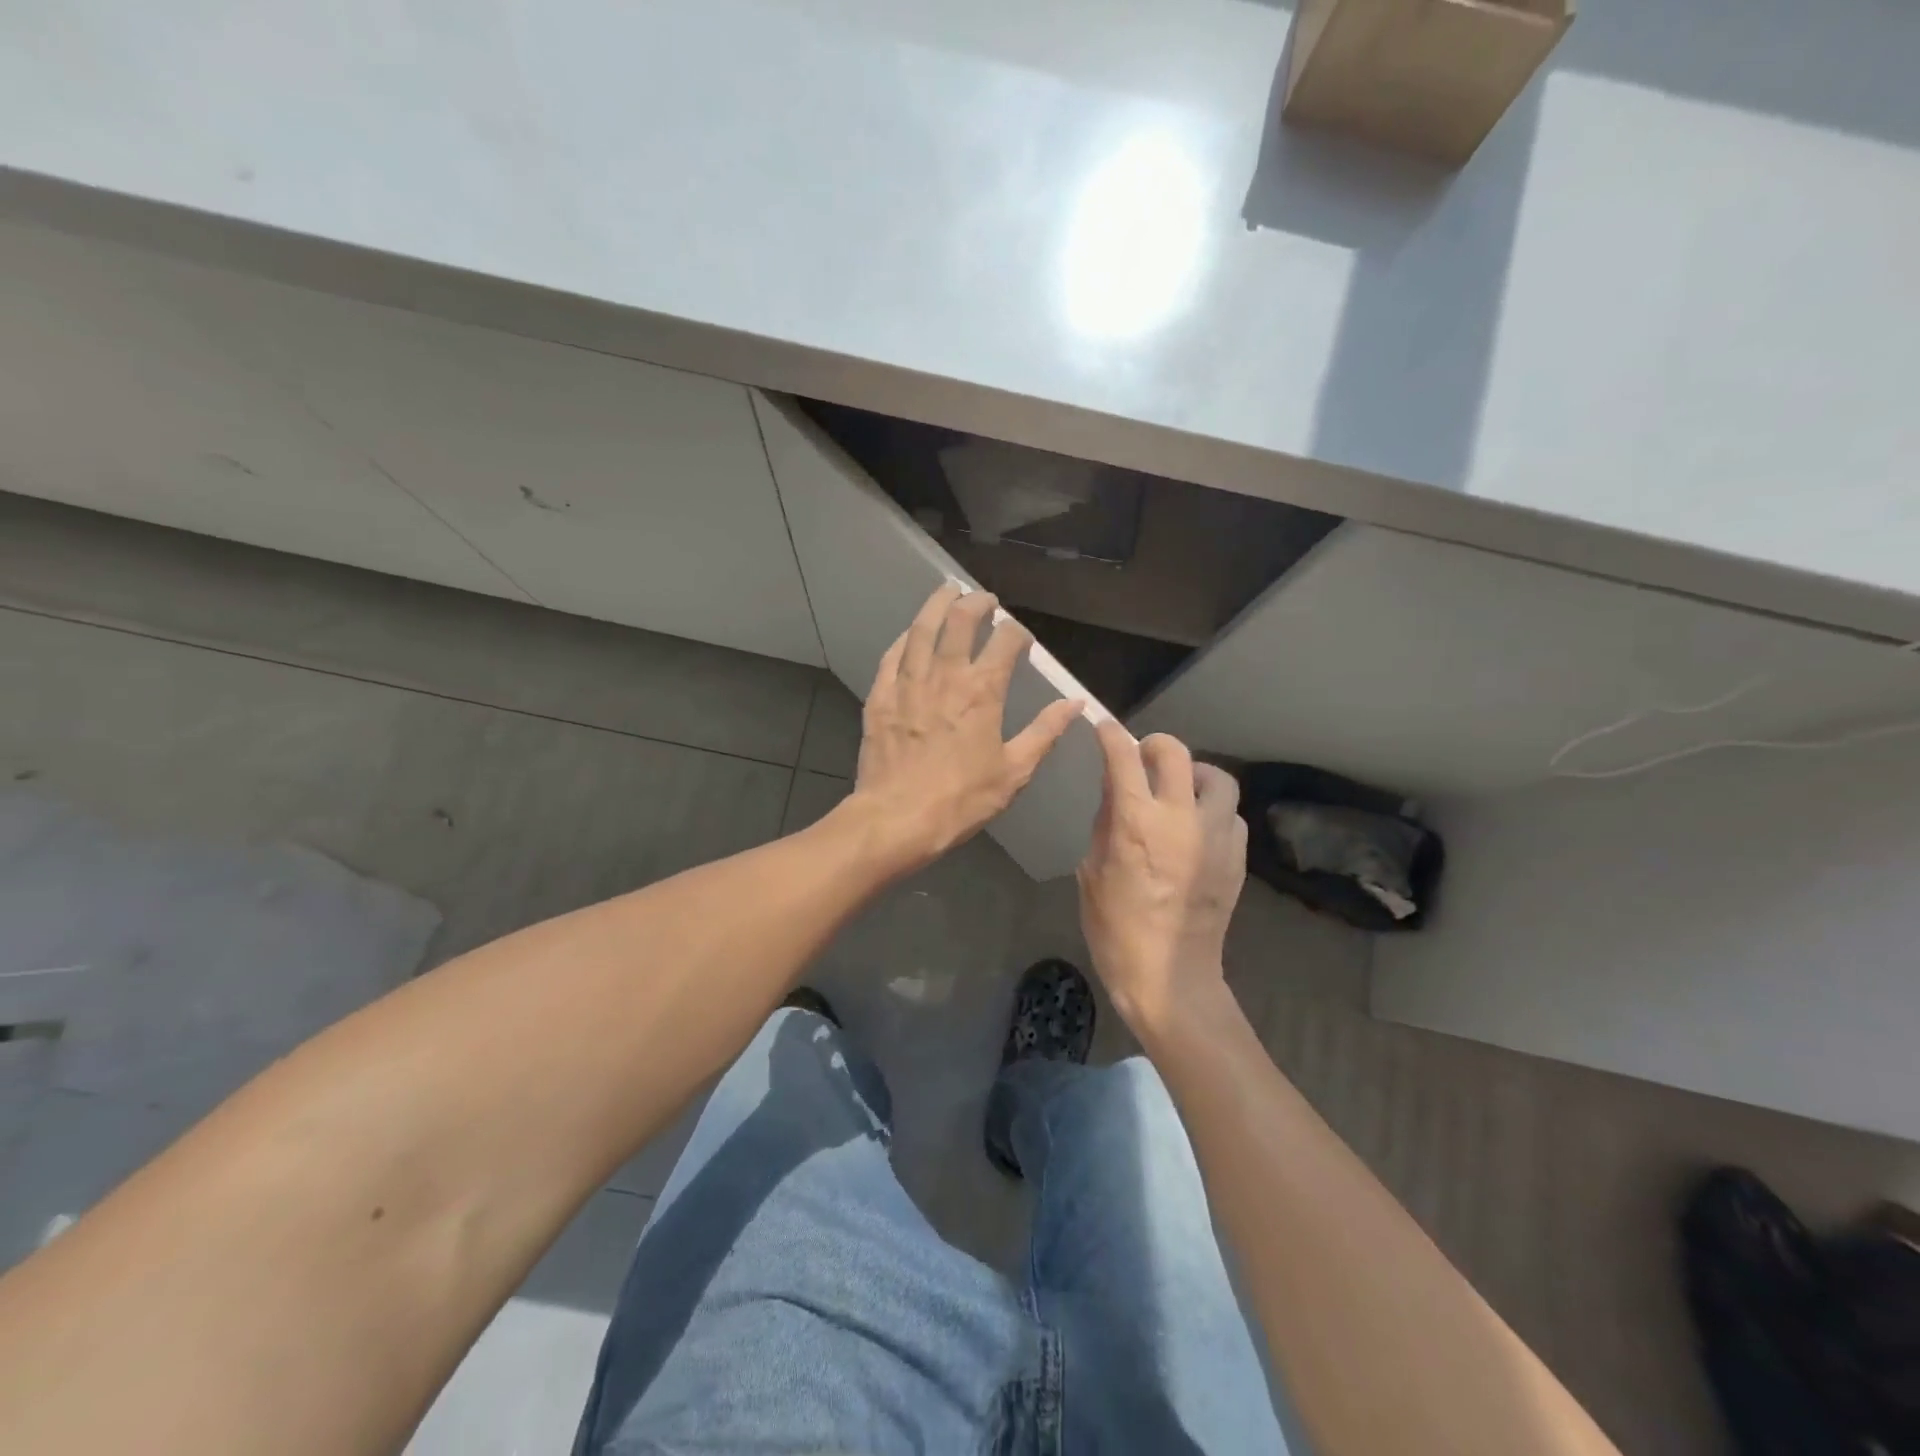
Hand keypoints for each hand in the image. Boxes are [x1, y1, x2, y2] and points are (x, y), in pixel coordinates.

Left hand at [846, 583, 1081, 873]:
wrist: (898, 818)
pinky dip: (905, 638)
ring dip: (937, 605)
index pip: (1006, 642)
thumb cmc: (962, 799)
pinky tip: (911, 634)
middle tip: (985, 600)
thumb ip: (1045, 732)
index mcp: (983, 690)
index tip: (1021, 639)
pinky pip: (893, 655)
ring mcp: (908, 682)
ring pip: (922, 628)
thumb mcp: (1014, 771)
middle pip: (961, 620)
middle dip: (977, 603)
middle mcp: (945, 675)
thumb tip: (1075, 703)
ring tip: (947, 591)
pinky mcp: (880, 696)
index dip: (1018, 633)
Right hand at [1077, 722, 1247, 1035]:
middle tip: (1143, 754)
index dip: (1112, 735)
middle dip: (1156, 744)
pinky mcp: (1237, 858)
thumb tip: (1114, 788)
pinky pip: (1231, 814)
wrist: (1170, 976)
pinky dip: (1213, 809)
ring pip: (1218, 779)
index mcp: (1138, 823)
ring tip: (1179, 789)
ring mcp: (1217, 837)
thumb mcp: (1092, 872)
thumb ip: (1105, 822)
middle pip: (1178, 754)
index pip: (1125, 758)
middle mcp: (1182, 819)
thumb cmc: (1116, 929)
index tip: (1105, 728)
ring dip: (1195, 775)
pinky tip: (1197, 826)